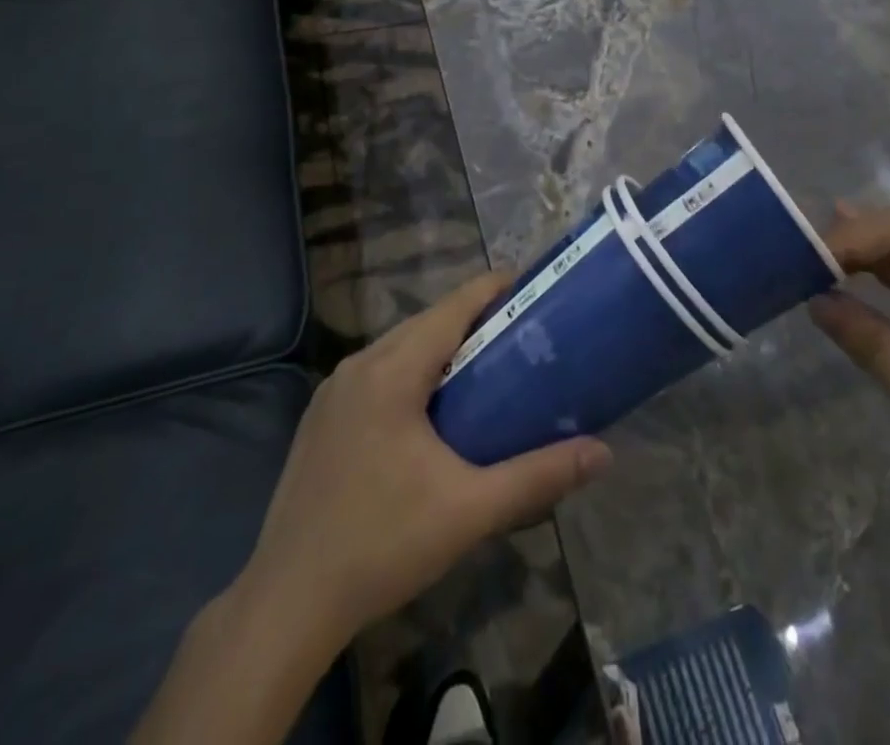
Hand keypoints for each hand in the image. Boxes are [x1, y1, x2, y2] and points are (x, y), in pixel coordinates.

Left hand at [239, 271, 612, 648]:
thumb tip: (602, 453)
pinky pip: (378, 371)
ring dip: (442, 346)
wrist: (287, 604)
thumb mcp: (469, 510)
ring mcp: (334, 391)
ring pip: (400, 346)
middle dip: (474, 319)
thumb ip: (538, 475)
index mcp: (392, 371)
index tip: (533, 287)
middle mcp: (359, 365)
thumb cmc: (382, 545)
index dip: (494, 289)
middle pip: (427, 321)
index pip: (452, 307)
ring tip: (488, 364)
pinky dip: (413, 370)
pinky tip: (433, 406)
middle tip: (523, 332)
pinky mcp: (322, 417)